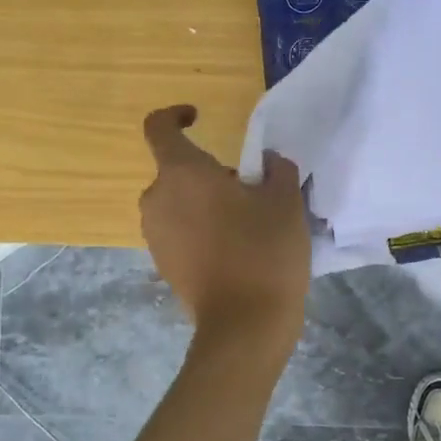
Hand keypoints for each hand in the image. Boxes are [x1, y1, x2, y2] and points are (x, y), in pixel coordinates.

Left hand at [140, 106, 310, 348]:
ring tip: (245, 224)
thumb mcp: (285, 201)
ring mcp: (155, 236)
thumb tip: (267, 163)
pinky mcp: (162, 264)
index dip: (175, 115)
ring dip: (204, 203)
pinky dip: (199, 229)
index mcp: (182, 173)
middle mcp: (157, 200)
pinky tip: (233, 251)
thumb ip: (276, 169)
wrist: (244, 325)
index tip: (199, 118)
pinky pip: (178, 231)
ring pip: (177, 203)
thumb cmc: (264, 252)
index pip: (159, 127)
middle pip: (176, 170)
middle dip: (208, 173)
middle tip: (249, 191)